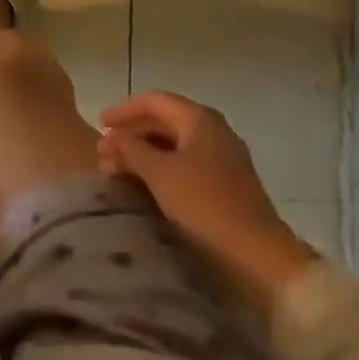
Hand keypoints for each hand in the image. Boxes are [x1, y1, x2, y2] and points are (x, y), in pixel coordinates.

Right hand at [98, 92, 317, 315]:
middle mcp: (214, 132)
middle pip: (163, 122)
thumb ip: (131, 149)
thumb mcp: (159, 173)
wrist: (259, 258)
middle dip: (131, 135)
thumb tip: (113, 138)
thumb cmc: (205, 205)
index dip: (123, 110)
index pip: (154, 101)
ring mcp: (223, 160)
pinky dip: (160, 171)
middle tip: (104, 154)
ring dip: (143, 155)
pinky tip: (144, 187)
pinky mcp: (226, 187)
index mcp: (200, 119)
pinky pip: (185, 166)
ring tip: (117, 173)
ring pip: (173, 146)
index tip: (98, 124)